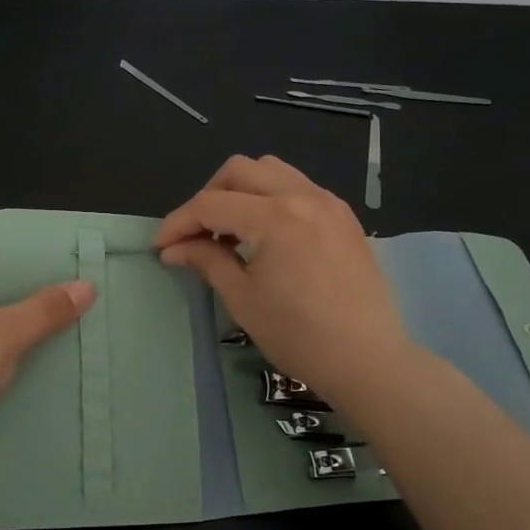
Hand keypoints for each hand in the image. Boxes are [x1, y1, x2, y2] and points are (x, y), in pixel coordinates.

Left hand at [0, 235, 94, 478]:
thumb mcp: (3, 335)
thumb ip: (46, 310)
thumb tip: (87, 286)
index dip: (37, 245)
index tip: (76, 253)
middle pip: (1, 278)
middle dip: (42, 286)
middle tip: (87, 288)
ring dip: (31, 320)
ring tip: (78, 319)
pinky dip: (16, 346)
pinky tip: (49, 355)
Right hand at [155, 155, 413, 405]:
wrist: (368, 360)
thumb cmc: (299, 336)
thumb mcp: (243, 299)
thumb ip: (207, 261)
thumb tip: (174, 249)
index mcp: (274, 217)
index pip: (210, 205)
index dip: (178, 223)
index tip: (160, 246)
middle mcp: (302, 195)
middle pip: (238, 170)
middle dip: (207, 197)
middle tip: (195, 234)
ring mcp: (328, 201)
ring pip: (271, 170)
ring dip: (240, 190)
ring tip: (231, 229)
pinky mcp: (343, 215)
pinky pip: (298, 186)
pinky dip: (271, 197)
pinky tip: (265, 233)